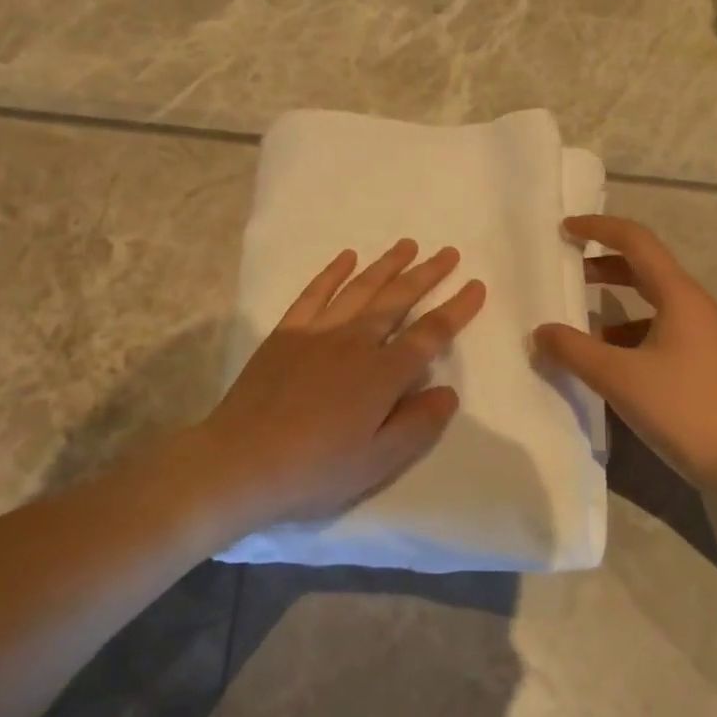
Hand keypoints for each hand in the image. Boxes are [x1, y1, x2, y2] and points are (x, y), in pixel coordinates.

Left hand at [197, 239, 485, 531]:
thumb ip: (418, 425)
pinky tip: (347, 258)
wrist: (239, 463)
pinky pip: (314, 293)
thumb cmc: (314, 470)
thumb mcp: (377, 462)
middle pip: (398, 299)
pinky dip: (333, 273)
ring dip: (387, 265)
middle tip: (448, 253)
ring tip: (408, 245)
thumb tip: (448, 392)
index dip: (457, 309)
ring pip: (360, 288)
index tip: (476, 286)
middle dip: (427, 275)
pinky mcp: (286, 333)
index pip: (430, 333)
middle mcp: (354, 341)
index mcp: (382, 374)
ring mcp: (317, 332)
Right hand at [532, 215, 716, 506]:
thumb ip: (575, 351)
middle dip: (601, 264)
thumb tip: (541, 331)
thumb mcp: (620, 378)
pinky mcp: (700, 362)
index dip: (598, 229)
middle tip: (565, 271)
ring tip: (575, 321)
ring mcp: (699, 334)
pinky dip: (625, 334)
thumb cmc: (687, 408)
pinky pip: (655, 332)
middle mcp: (691, 305)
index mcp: (677, 295)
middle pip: (642, 268)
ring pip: (648, 302)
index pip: (635, 241)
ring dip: (612, 303)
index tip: (564, 229)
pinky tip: (604, 360)